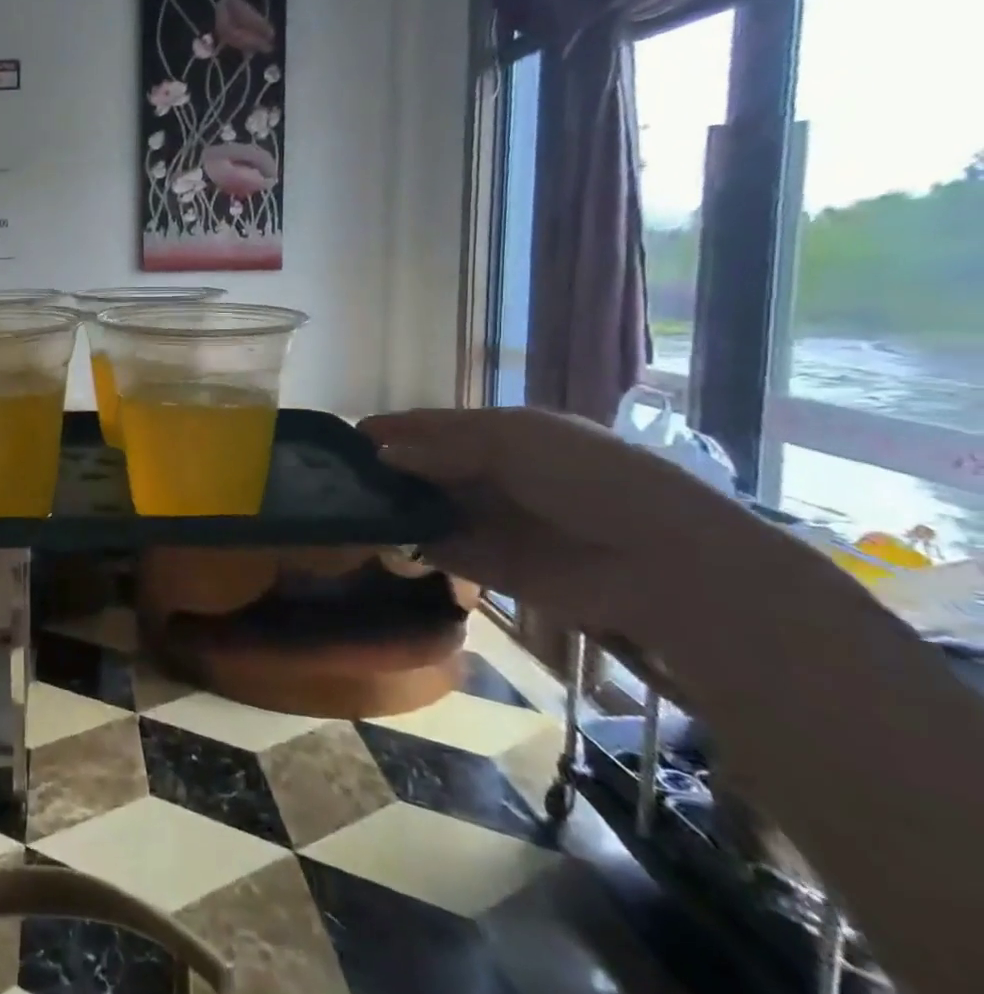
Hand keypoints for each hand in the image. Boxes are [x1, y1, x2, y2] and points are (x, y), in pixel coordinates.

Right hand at [359, 406, 770, 635]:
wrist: (660, 561)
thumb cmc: (587, 477)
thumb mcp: (512, 440)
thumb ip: (443, 446)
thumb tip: (380, 453)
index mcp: (502, 434)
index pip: (433, 427)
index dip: (392, 429)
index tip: (343, 438)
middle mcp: (491, 475)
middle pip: (424, 468)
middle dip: (385, 470)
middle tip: (333, 477)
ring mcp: (489, 521)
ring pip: (425, 508)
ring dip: (392, 507)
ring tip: (343, 507)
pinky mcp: (489, 567)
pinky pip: (438, 550)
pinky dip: (409, 545)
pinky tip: (376, 539)